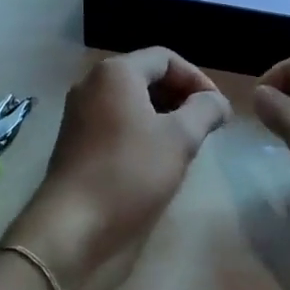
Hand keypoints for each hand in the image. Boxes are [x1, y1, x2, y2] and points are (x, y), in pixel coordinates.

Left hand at [4, 48, 229, 289]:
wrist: (71, 230)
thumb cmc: (129, 174)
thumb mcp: (179, 139)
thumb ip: (204, 111)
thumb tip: (218, 101)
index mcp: (115, 73)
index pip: (165, 58)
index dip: (197, 78)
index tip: (218, 109)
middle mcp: (93, 85)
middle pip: (146, 76)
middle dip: (180, 96)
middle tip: (206, 126)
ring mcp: (81, 114)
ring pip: (131, 102)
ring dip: (163, 116)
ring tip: (188, 144)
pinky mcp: (77, 143)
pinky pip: (117, 123)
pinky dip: (142, 132)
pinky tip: (158, 160)